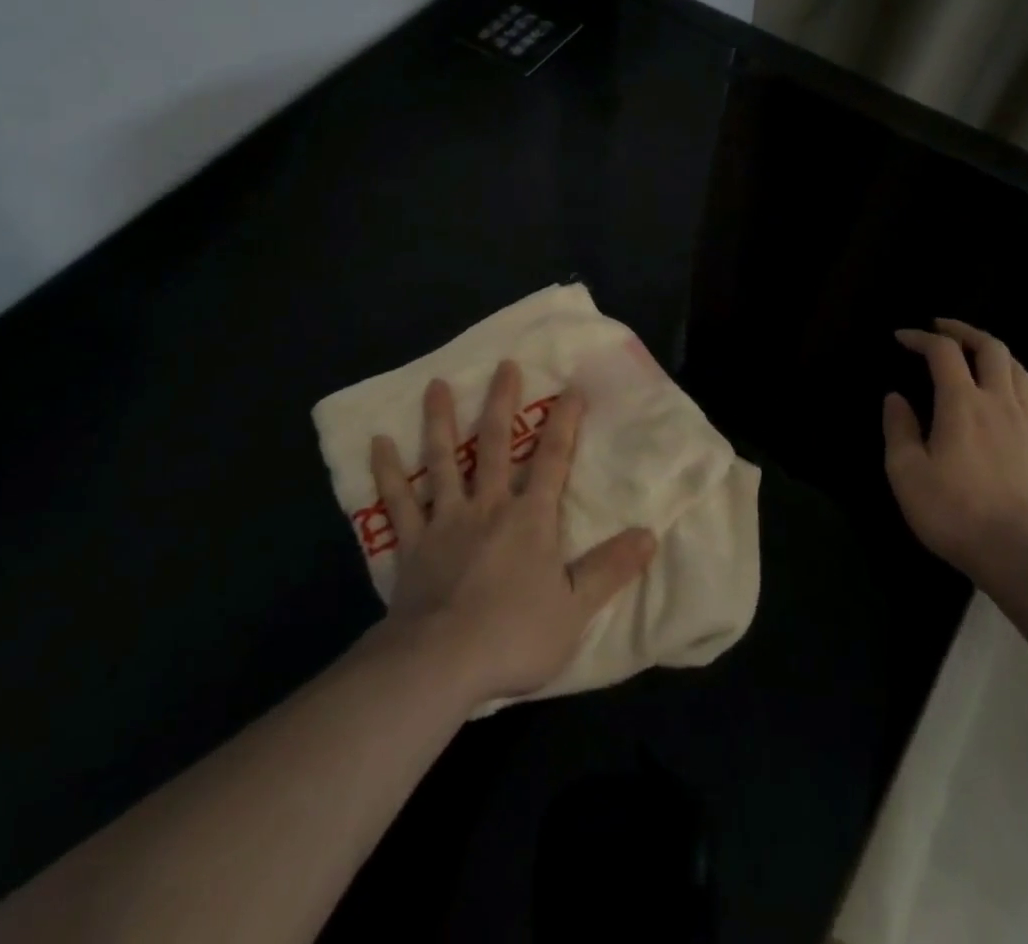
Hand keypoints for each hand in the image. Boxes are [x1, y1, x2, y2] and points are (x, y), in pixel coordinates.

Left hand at [368, 361, 656, 708]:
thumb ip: (610, 569)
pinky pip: (397, 501)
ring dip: (441, 421)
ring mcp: (445, 521)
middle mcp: (487, 506)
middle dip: (502, 403)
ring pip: (443, 460)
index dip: (564, 423)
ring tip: (436, 385)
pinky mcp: (412, 543)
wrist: (442, 662)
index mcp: (530, 519)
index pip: (553, 460)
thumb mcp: (576, 609)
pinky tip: (378, 443)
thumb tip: (649, 534)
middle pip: (496, 445)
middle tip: (504, 365)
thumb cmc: (514, 635)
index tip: (571, 389)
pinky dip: (387, 471)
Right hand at [883, 319, 1027, 582]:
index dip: (921, 337)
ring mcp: (1027, 425)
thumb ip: (899, 430)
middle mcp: (999, 404)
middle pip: (992, 348)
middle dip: (964, 330)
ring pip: (1018, 369)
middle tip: (942, 328)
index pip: (943, 352)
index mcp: (962, 404)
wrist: (1026, 555)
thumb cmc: (956, 512)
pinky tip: (996, 398)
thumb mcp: (907, 473)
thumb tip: (896, 398)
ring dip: (994, 351)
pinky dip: (1009, 381)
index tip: (901, 337)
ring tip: (974, 354)